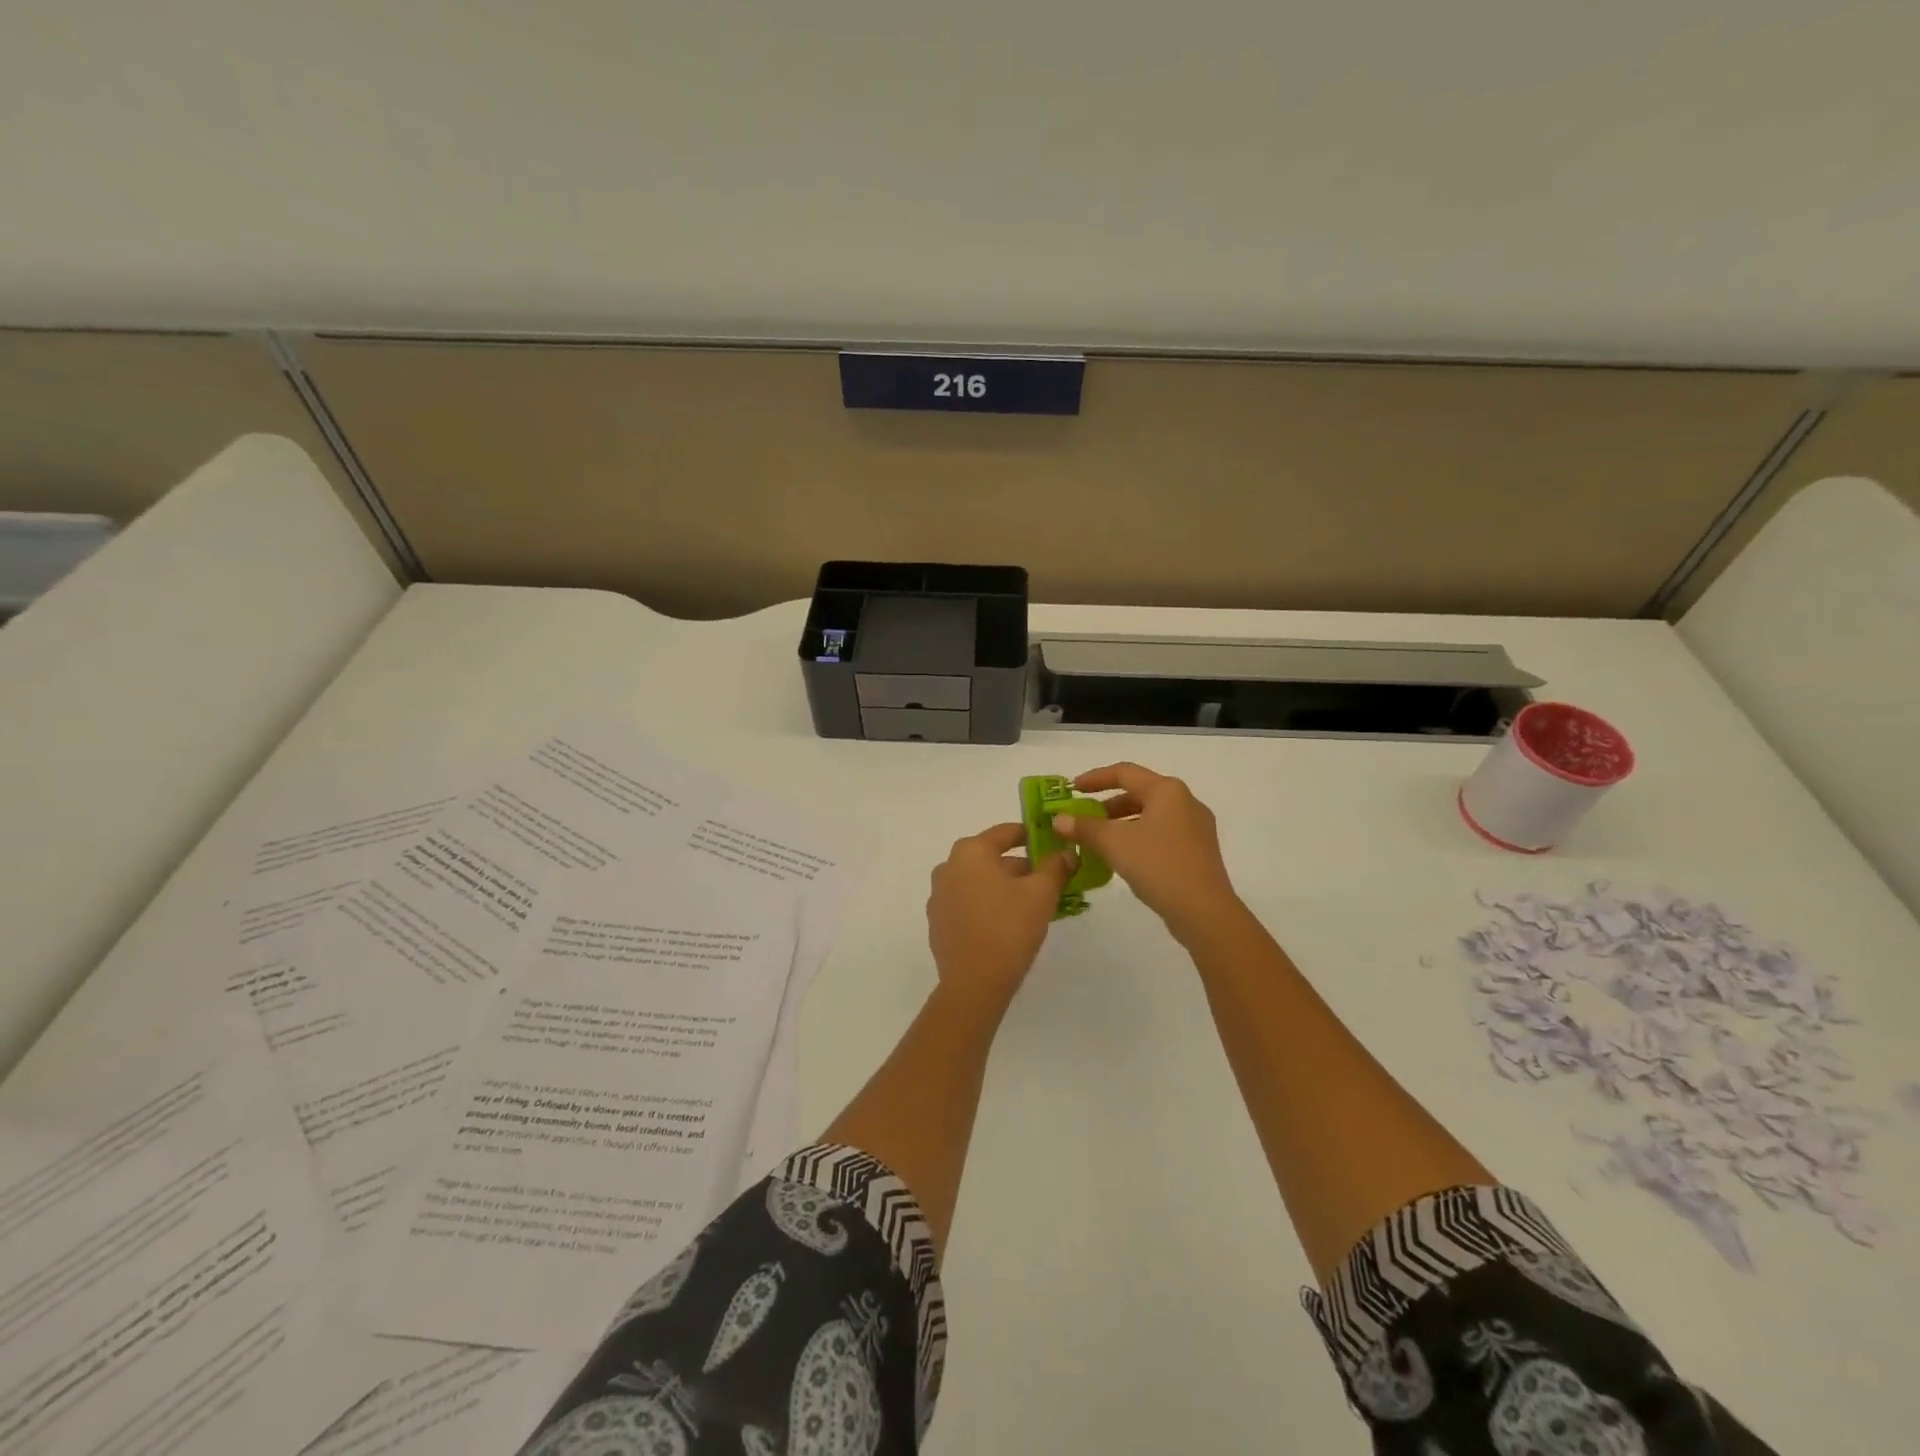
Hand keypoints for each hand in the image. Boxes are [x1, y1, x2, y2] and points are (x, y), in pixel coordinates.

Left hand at [927, 823, 1075, 1009]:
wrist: (973, 983)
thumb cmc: (1009, 928)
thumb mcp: (1041, 894)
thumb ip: (1055, 867)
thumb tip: (1067, 852)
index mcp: (971, 852)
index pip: (1006, 832)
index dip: (1032, 835)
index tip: (1052, 844)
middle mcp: (948, 867)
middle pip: (991, 857)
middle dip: (1020, 866)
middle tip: (1047, 880)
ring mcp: (939, 895)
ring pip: (978, 880)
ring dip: (1003, 886)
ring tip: (1031, 904)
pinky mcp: (937, 921)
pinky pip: (967, 902)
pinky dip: (986, 904)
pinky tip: (1006, 923)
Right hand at [1053, 763, 1242, 941]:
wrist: (1204, 911)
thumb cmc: (1158, 865)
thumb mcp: (1114, 843)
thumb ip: (1085, 828)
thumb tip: (1059, 819)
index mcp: (1167, 790)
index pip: (1124, 772)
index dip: (1095, 778)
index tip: (1071, 789)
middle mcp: (1185, 801)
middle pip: (1139, 793)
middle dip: (1107, 804)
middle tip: (1083, 818)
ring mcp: (1196, 827)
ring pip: (1150, 815)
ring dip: (1121, 823)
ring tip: (1098, 840)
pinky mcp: (1198, 850)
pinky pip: (1161, 833)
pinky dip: (1138, 837)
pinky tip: (1123, 857)